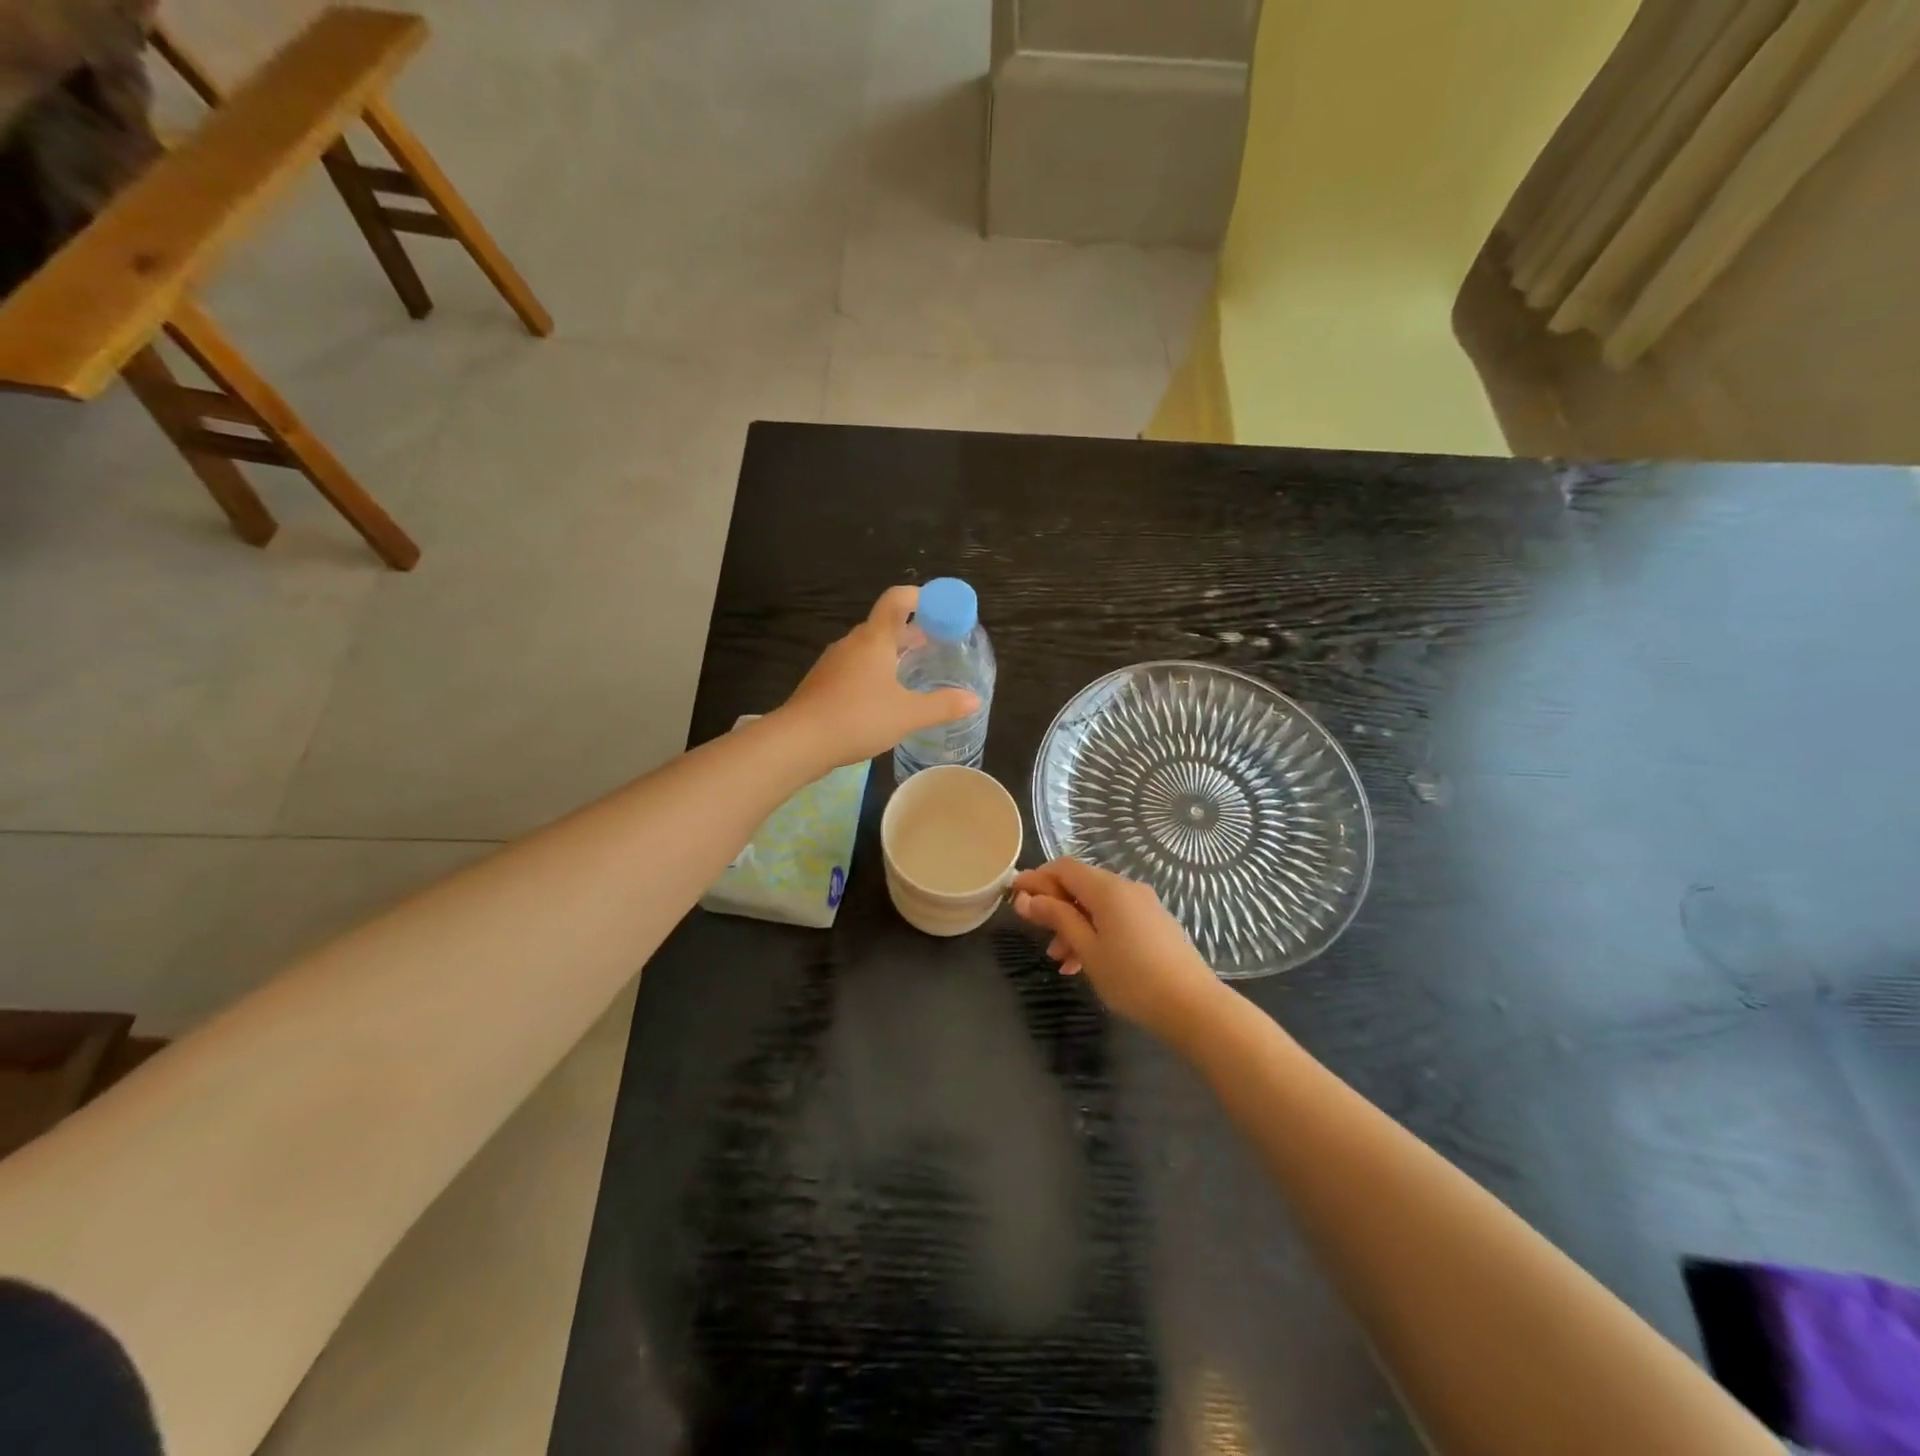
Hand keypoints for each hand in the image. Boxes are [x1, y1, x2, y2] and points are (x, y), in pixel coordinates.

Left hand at [778, 586, 980, 767]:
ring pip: (868, 648)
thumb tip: (974, 700)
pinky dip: (874, 672)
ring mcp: (833, 662)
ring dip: (891, 654)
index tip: (941, 610)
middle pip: (885, 625)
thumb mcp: (907, 714)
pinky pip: (854, 667)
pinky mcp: (823, 682)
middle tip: (935, 648)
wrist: (799, 741)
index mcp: (874, 639)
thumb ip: (942, 705)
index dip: (921, 597)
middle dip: (911, 632)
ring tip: (912, 674)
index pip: (897, 599)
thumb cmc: (857, 718)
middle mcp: (852, 643)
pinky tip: (882, 698)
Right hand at [1012, 859, 1225, 1039]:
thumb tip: (1027, 898)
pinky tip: (1085, 963)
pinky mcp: (1155, 923)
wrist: (1193, 1006)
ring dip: (1074, 924)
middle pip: (1081, 885)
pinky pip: (1116, 917)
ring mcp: (1144, 905)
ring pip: (1098, 905)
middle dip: (1055, 906)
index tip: (1014, 896)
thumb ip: (1057, 918)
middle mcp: (1127, 887)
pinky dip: (1095, 932)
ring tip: (1059, 960)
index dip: (1037, 878)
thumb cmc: (1132, 978)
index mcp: (1107, 889)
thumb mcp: (1087, 949)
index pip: (1063, 868)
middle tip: (1036, 934)